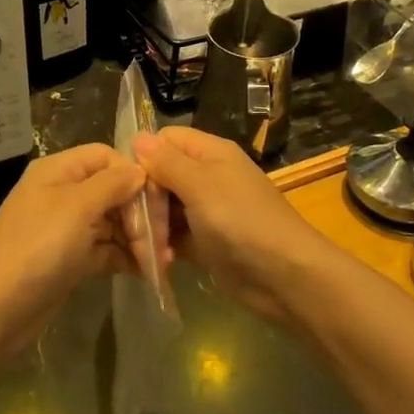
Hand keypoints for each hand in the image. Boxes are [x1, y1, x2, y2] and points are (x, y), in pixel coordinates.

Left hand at [0, 144, 145, 355]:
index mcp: (59, 171)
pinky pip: (105, 250)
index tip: (159, 200)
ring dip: (138, 239)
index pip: (106, 157)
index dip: (133, 173)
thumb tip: (139, 169)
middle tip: (164, 239)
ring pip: (112, 223)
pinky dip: (126, 258)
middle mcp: (63, 193)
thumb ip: (112, 184)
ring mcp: (66, 228)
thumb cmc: (38, 247)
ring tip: (163, 261)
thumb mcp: (78, 207)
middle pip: (112, 190)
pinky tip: (149, 273)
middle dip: (140, 212)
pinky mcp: (70, 259)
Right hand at [132, 127, 328, 323]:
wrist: (284, 276)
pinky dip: (164, 246)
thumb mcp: (200, 185)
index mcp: (211, 153)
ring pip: (166, 207)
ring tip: (144, 246)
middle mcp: (208, 176)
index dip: (145, 156)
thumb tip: (137, 137)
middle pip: (162, 174)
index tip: (129, 183)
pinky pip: (175, 236)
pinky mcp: (206, 242)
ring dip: (152, 225)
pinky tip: (156, 260)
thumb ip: (167, 162)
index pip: (166, 139)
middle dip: (145, 197)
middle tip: (135, 223)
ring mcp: (208, 210)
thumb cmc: (241, 221)